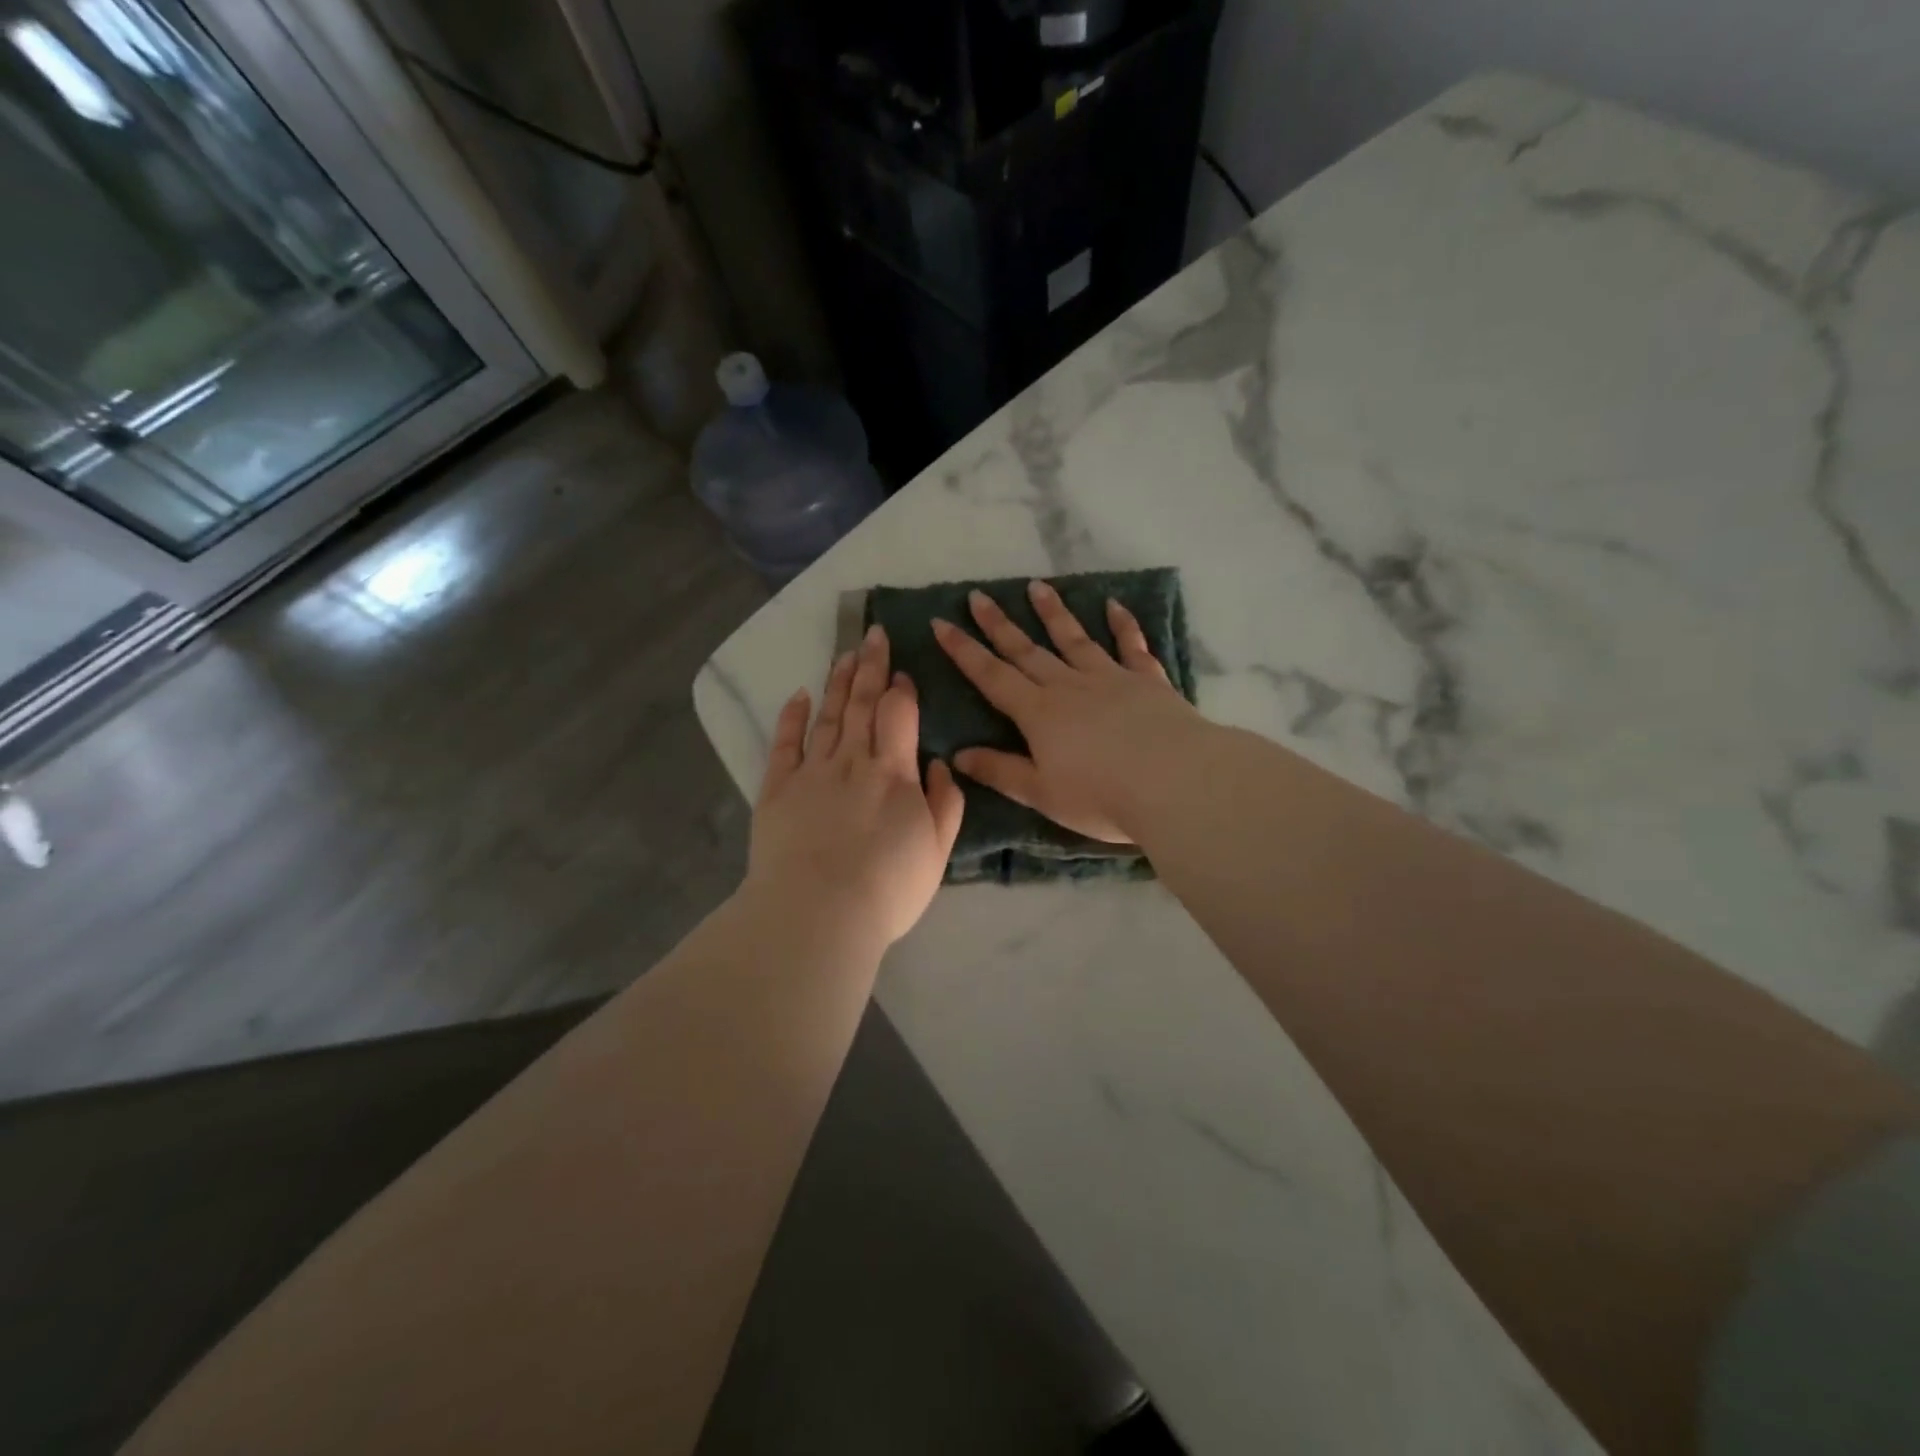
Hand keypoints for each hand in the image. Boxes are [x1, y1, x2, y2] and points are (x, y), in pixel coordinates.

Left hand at [748, 624, 966, 948]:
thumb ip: (945, 803)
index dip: (901, 689)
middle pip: (861, 704)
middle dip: (869, 667)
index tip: (902, 670)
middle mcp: (852, 761)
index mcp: (893, 773)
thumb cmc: (887, 888)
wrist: (818, 914)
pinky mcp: (777, 789)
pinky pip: (784, 744)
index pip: (898, 715)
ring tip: (844, 655)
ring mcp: (811, 772)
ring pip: (827, 716)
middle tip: (872, 635)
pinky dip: (791, 717)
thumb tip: (938, 763)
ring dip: (837, 682)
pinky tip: (799, 695)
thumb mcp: (937, 852)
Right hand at [933, 581, 1207, 843]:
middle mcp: (1069, 687)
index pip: (992, 676)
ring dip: (1054, 613)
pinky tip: (1115, 606)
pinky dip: (1123, 625)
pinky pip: (1131, 647)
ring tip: (1037, 587)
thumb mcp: (1041, 793)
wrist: (1175, 782)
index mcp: (1039, 713)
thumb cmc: (1101, 797)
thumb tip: (957, 755)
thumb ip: (1000, 771)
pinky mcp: (1147, 682)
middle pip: (1027, 650)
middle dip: (999, 624)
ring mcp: (1110, 678)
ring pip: (1074, 639)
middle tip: (979, 595)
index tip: (942, 622)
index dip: (964, 650)